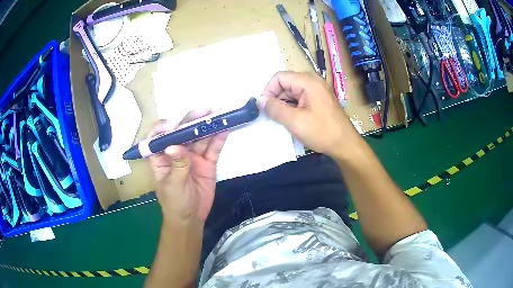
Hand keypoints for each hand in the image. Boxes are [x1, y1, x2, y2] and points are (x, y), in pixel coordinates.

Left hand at [147, 111, 228, 223]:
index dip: (164, 128)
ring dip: (209, 126)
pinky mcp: (207, 163)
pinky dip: (219, 138)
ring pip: (201, 138)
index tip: (174, 126)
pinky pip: (213, 148)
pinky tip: (225, 128)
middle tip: (206, 110)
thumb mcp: (173, 185)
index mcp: (161, 157)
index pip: (158, 137)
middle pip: (183, 133)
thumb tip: (174, 145)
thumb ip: (177, 165)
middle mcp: (176, 152)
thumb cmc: (175, 203)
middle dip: (193, 120)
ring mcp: (193, 156)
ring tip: (220, 114)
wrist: (191, 218)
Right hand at [259, 71, 361, 158]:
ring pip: (292, 92)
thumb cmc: (322, 132)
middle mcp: (313, 82)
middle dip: (276, 98)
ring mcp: (317, 91)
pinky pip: (301, 98)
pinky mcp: (319, 100)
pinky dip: (293, 107)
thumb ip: (275, 109)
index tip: (264, 107)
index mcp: (308, 82)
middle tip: (272, 116)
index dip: (268, 90)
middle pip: (286, 83)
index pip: (279, 77)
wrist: (345, 144)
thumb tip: (260, 101)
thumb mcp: (295, 121)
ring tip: (282, 120)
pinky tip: (293, 120)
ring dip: (284, 104)